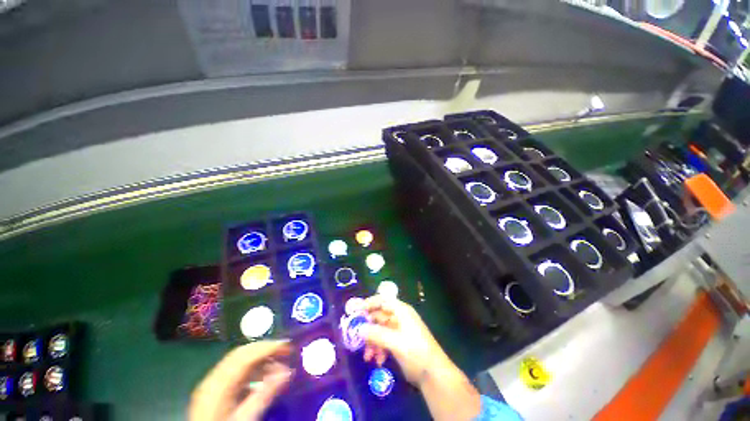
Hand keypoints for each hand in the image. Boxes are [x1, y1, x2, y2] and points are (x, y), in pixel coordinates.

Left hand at [189, 340, 292, 420]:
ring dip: (260, 359)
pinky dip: (251, 368)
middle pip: (242, 353)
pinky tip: (263, 377)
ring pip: (239, 360)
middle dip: (266, 349)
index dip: (269, 347)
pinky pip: (234, 370)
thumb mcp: (246, 418)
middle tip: (286, 351)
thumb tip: (287, 372)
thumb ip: (265, 395)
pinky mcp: (213, 389)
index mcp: (219, 384)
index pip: (246, 356)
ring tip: (278, 367)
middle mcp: (213, 378)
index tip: (288, 346)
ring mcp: (211, 382)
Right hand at [360, 296, 481, 420]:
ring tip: (367, 356)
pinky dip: (379, 349)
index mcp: (401, 311)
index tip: (356, 311)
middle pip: (379, 317)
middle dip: (368, 328)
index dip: (369, 303)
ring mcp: (399, 330)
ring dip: (372, 342)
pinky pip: (384, 341)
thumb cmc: (416, 351)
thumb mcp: (395, 342)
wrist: (433, 374)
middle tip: (357, 337)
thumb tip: (358, 328)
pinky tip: (377, 360)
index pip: (382, 300)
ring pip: (380, 331)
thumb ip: (376, 334)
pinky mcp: (398, 343)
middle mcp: (399, 317)